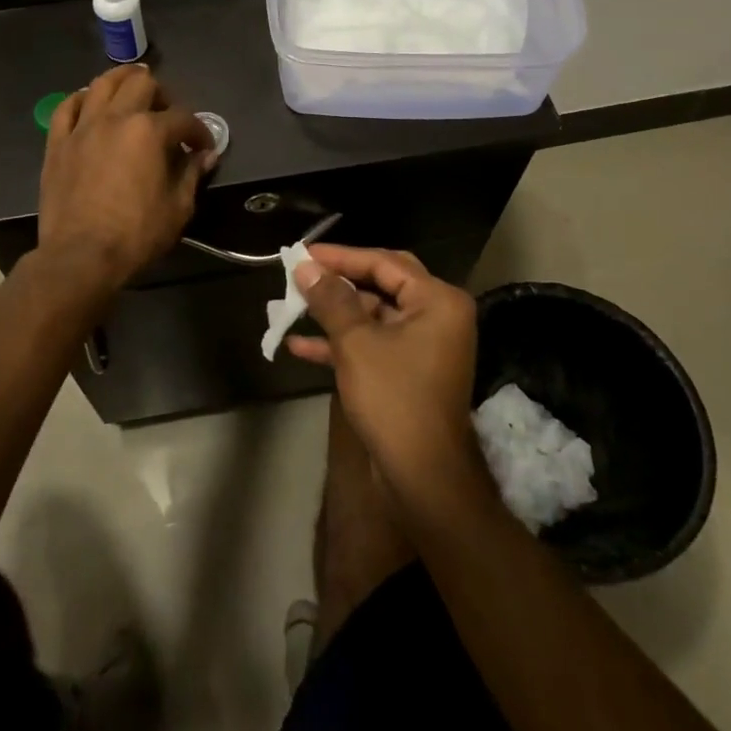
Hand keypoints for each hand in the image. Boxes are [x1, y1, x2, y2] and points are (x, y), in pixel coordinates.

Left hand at [36, 67, 215, 294]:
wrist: (80, 257)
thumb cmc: (136, 234)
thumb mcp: (178, 208)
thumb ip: (192, 174)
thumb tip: (205, 156)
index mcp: (149, 131)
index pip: (182, 117)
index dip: (199, 130)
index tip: (203, 147)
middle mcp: (115, 118)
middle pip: (141, 84)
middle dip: (162, 94)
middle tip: (167, 113)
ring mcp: (82, 128)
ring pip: (101, 84)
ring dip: (121, 80)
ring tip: (132, 88)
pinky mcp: (57, 143)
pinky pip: (66, 107)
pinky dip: (80, 99)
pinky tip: (89, 103)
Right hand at [287, 246, 490, 513]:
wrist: (423, 477)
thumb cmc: (394, 398)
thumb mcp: (356, 343)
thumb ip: (331, 299)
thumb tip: (305, 267)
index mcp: (437, 300)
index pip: (384, 262)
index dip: (341, 256)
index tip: (303, 253)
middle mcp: (437, 316)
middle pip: (380, 284)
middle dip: (338, 280)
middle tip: (302, 272)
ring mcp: (424, 345)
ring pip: (373, 315)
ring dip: (334, 313)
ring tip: (292, 306)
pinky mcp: (408, 371)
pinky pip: (373, 343)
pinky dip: (341, 343)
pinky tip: (299, 346)